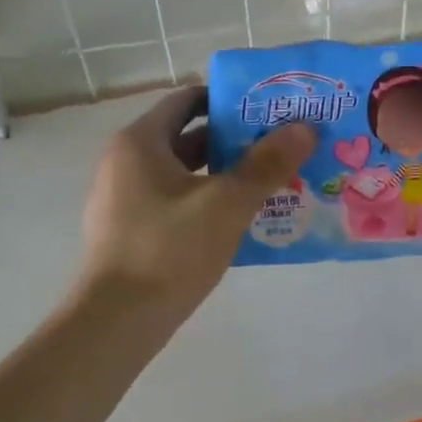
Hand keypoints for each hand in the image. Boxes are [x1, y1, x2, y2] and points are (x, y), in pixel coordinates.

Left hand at [79, 85, 315, 318]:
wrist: (116, 322)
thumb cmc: (169, 249)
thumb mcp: (227, 203)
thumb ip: (267, 164)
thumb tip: (305, 128)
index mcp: (141, 142)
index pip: (187, 100)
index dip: (229, 99)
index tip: (268, 108)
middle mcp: (126, 163)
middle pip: (188, 137)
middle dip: (235, 140)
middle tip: (281, 144)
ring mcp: (125, 200)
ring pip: (184, 175)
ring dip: (225, 174)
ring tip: (273, 181)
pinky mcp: (131, 233)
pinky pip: (176, 204)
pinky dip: (207, 203)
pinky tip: (242, 220)